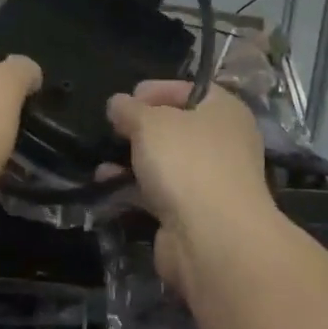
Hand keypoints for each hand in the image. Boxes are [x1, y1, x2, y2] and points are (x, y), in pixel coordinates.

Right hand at [106, 80, 273, 293]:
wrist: (213, 239)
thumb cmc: (187, 161)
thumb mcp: (149, 122)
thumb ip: (129, 109)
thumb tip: (118, 103)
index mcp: (225, 111)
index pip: (192, 89)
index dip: (158, 89)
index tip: (127, 98)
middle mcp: (225, 143)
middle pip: (178, 127)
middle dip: (143, 128)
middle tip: (114, 128)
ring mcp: (212, 182)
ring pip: (168, 163)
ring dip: (135, 161)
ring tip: (102, 161)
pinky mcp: (196, 215)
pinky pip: (162, 193)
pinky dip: (136, 189)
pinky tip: (107, 186)